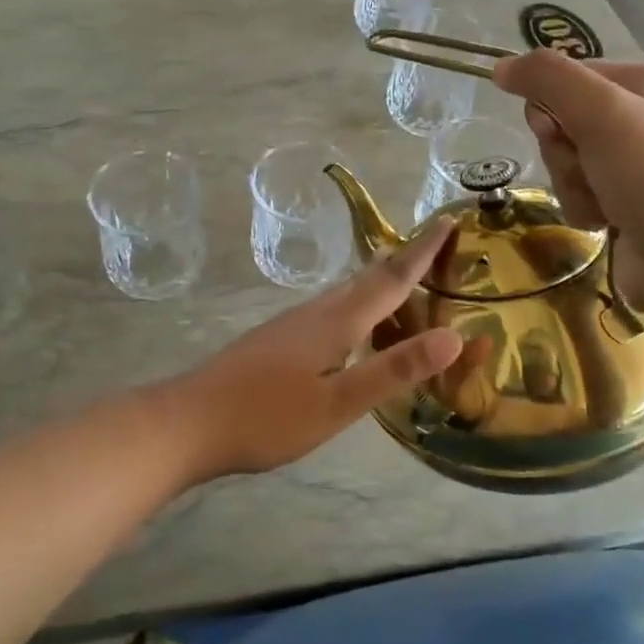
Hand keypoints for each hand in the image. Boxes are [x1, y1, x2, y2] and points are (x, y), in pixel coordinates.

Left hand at [159, 220, 462, 481]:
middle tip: (434, 248)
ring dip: (376, 282)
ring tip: (400, 281)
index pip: (391, 279)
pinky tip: (350, 325)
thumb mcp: (337, 404)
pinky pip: (328, 310)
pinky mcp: (275, 340)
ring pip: (344, 293)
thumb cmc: (266, 417)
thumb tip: (455, 337)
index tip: (448, 222)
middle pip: (366, 279)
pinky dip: (354, 305)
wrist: (188, 422)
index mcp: (336, 323)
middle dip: (402, 261)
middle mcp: (314, 313)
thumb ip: (392, 371)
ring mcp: (290, 325)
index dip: (422, 252)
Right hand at [491, 49, 643, 310]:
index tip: (553, 130)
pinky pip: (584, 192)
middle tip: (585, 167)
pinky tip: (607, 223)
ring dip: (572, 183)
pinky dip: (585, 208)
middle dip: (564, 151)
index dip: (551, 103)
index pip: (575, 75)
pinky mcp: (634, 204)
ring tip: (602, 203)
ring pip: (571, 161)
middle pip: (568, 120)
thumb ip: (547, 79)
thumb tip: (501, 66)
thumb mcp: (600, 112)